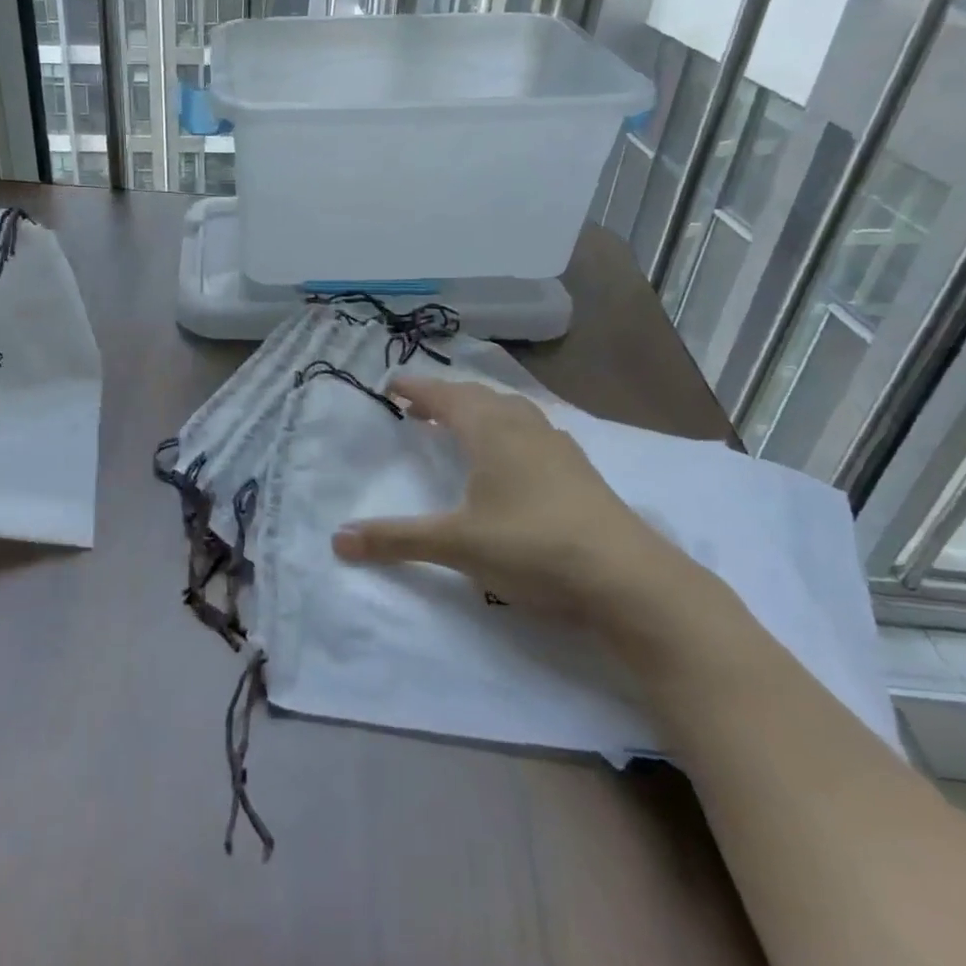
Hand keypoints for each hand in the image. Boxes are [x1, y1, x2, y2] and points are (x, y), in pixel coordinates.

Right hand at [331, 378, 701, 638]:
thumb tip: (337, 540)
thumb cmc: (532, 547)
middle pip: (478, 397)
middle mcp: (524, 427)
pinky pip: (533, 433)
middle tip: (419, 408)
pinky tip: (513, 458)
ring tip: (461, 426)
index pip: (444, 397)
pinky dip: (509, 431)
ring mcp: (558, 447)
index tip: (392, 385)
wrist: (628, 580)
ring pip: (511, 412)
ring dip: (480, 411)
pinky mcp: (581, 472)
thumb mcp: (456, 544)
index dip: (416, 389)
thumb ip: (396, 539)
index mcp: (491, 430)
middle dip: (445, 398)